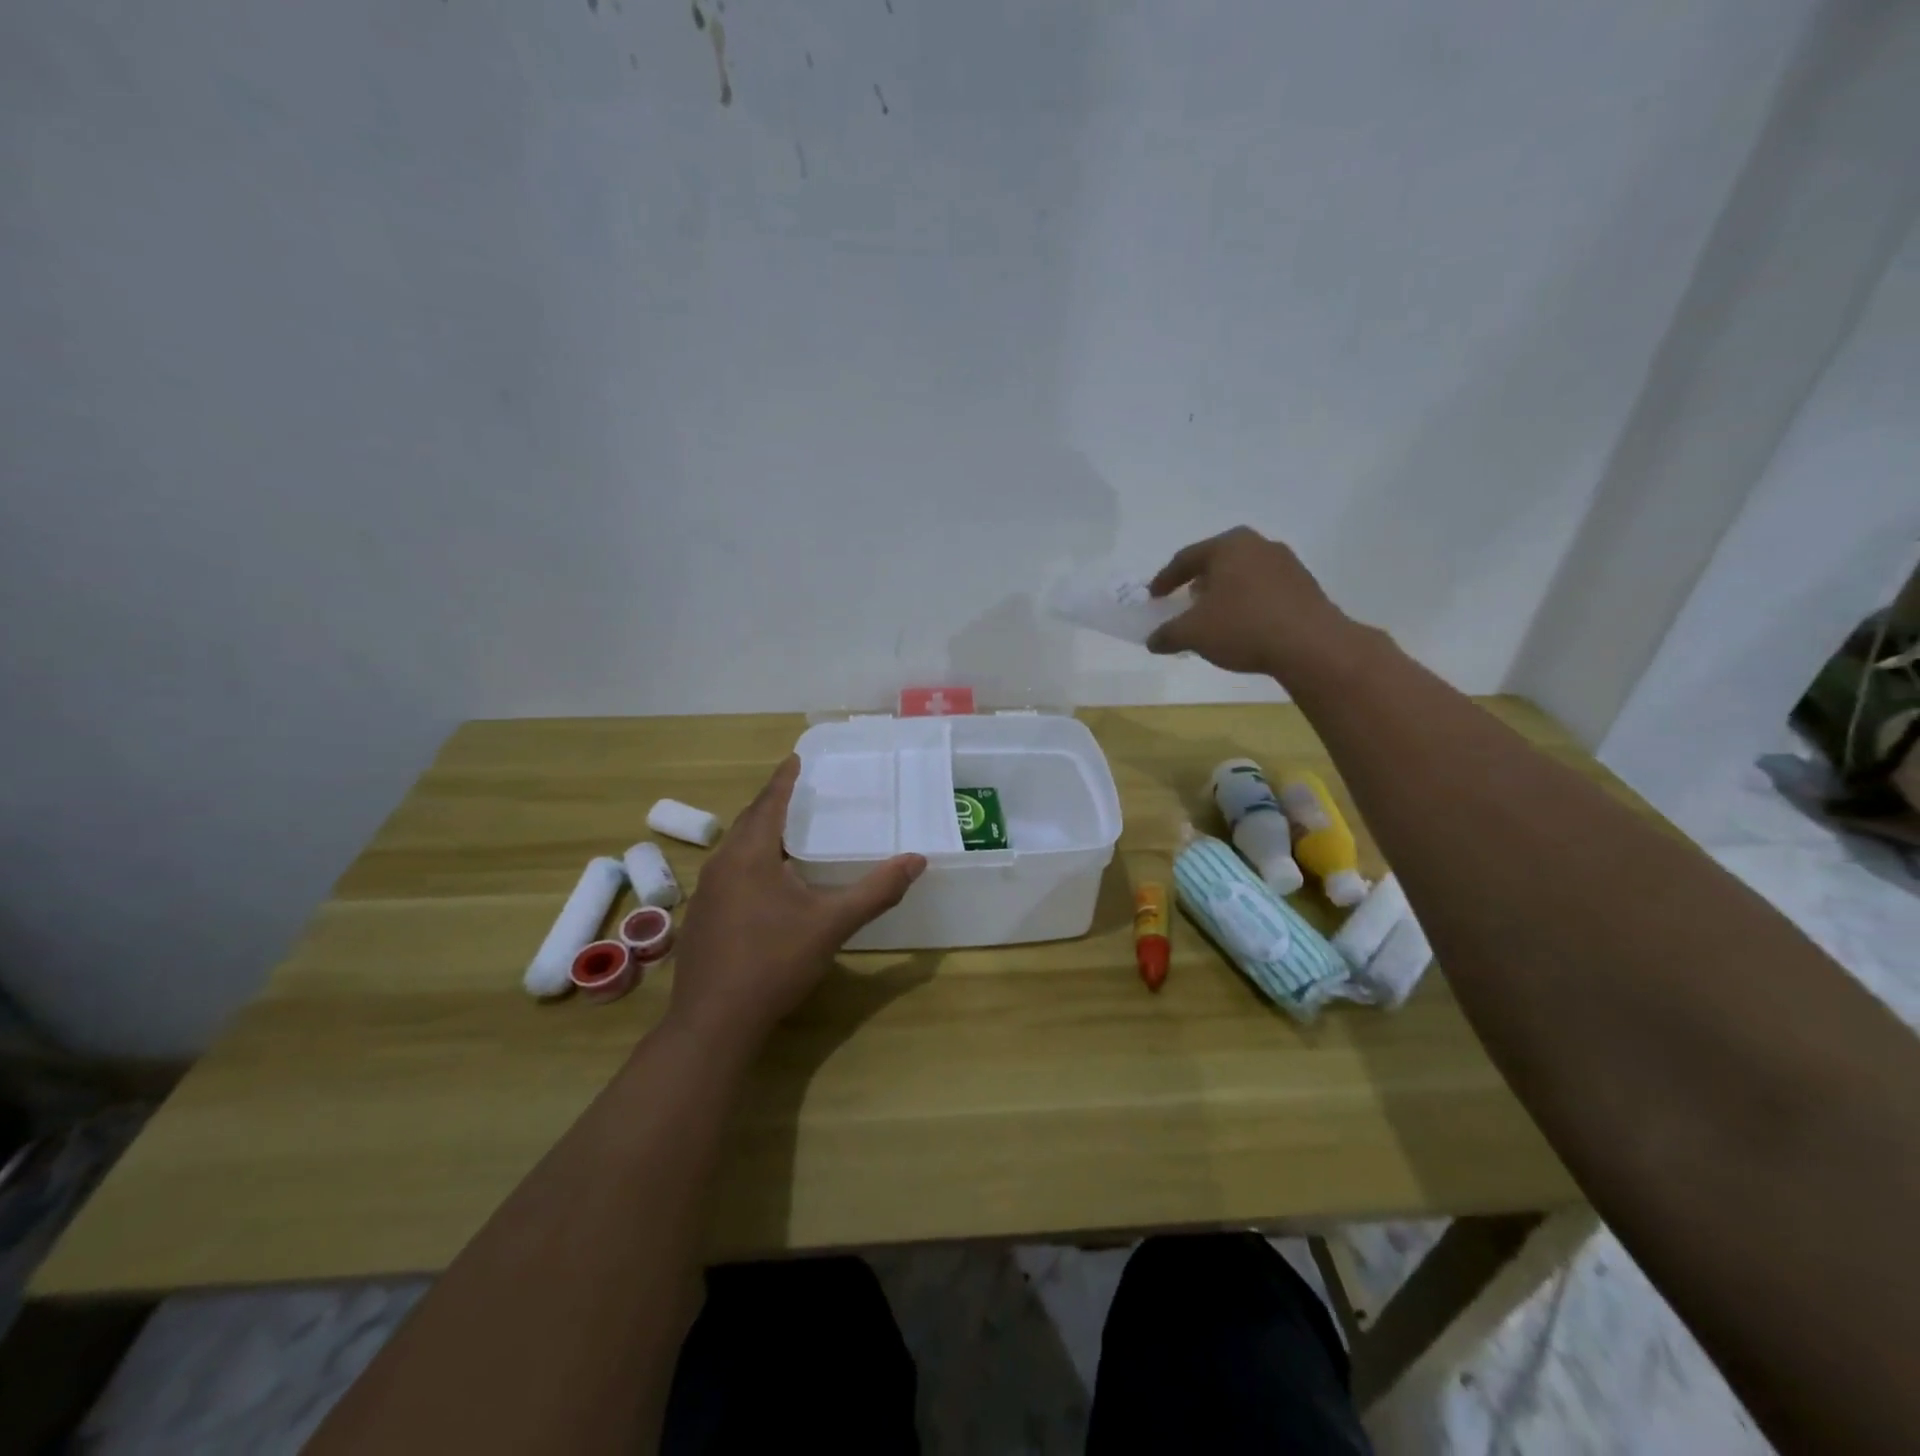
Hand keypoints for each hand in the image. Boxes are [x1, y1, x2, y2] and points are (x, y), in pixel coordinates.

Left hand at [665, 756, 926, 1053]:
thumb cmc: (774, 962)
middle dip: (772, 802)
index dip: (785, 779)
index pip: (769, 802)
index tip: (796, 757)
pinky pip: (729, 872)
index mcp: (749, 855)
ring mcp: (707, 893)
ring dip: (760, 833)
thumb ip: (876, 891)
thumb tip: (917, 860)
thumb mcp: (832, 924)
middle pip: (749, 821)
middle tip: (799, 790)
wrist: (714, 1022)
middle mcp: (722, 864)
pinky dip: (751, 861)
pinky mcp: (703, 918)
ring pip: (736, 848)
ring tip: (788, 831)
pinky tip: (768, 882)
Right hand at [1145, 527, 1350, 678]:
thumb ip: (1167, 634)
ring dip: (1224, 593)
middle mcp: (1258, 545)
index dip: (1165, 579)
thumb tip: (1153, 641)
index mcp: (1228, 545)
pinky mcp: (1304, 585)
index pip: (1186, 558)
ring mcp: (1286, 563)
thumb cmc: (1243, 627)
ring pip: (1243, 574)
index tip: (1154, 596)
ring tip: (1214, 616)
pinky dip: (1247, 603)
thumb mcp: (1193, 634)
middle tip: (1185, 601)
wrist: (1310, 645)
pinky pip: (1264, 589)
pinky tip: (1243, 625)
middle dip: (1198, 581)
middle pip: (1217, 561)